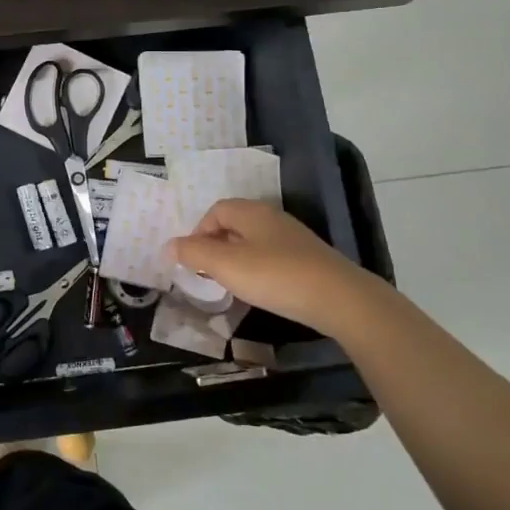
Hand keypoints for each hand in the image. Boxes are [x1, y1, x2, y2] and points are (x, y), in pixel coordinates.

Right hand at [168, 199, 380, 336]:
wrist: (340, 299)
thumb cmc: (275, 276)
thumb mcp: (226, 266)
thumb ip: (194, 254)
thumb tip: (168, 245)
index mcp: (252, 212)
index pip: (216, 210)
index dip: (198, 231)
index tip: (193, 259)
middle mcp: (273, 218)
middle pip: (235, 224)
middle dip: (216, 246)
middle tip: (207, 272)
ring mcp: (294, 239)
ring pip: (254, 242)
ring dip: (237, 259)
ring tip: (231, 284)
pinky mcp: (310, 260)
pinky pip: (273, 258)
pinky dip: (259, 270)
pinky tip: (261, 291)